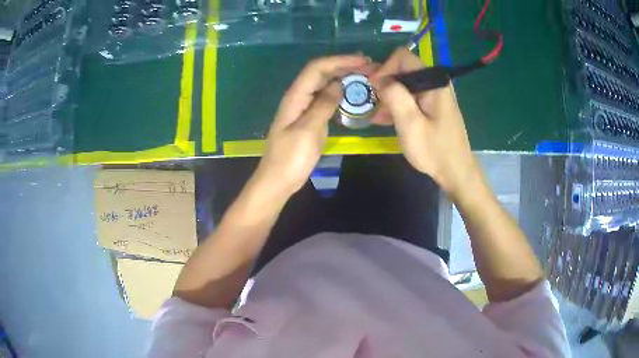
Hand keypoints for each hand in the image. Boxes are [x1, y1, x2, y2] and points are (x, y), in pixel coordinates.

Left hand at [253, 55, 371, 196]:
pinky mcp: (310, 119)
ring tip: (367, 77)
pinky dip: (341, 94)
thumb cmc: (290, 158)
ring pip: (325, 85)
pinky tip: (354, 96)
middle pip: (321, 73)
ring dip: (344, 78)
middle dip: (345, 66)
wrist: (278, 181)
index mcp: (295, 96)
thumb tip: (339, 84)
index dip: (340, 60)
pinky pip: (326, 100)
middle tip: (371, 68)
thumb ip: (323, 105)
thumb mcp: (308, 130)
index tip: (363, 61)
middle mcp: (299, 97)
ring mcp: (305, 108)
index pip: (317, 68)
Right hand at [370, 48, 480, 197]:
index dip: (384, 68)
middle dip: (385, 84)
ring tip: (376, 116)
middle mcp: (435, 82)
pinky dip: (398, 105)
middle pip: (403, 70)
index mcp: (433, 82)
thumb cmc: (434, 150)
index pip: (402, 57)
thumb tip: (380, 78)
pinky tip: (386, 120)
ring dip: (389, 97)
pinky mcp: (433, 105)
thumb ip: (394, 96)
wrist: (456, 171)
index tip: (374, 88)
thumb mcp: (410, 123)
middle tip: (373, 105)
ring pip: (405, 85)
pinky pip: (411, 97)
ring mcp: (435, 94)